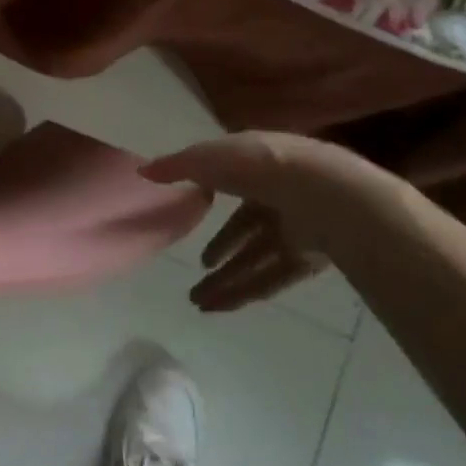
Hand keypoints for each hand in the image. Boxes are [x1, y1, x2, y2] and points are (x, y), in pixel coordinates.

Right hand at [142, 132, 407, 311]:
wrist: (322, 192)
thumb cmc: (259, 164)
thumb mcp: (207, 157)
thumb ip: (177, 165)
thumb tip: (144, 171)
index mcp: (259, 165)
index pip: (232, 183)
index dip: (209, 200)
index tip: (190, 217)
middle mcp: (278, 196)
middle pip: (245, 229)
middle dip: (220, 251)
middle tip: (197, 271)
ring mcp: (295, 230)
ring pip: (255, 259)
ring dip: (226, 279)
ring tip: (197, 301)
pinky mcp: (307, 260)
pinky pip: (270, 279)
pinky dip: (244, 292)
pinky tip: (217, 307)